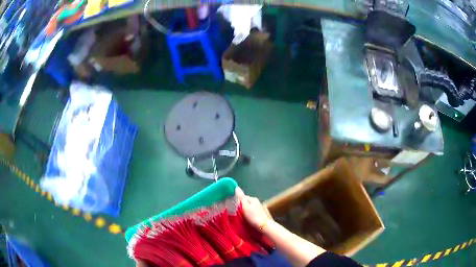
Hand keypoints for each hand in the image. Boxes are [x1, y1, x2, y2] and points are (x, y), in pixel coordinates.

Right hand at [235, 187, 271, 228]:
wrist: (265, 226)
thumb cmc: (254, 217)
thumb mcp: (245, 207)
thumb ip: (241, 197)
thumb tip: (237, 187)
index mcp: (253, 199)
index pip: (243, 197)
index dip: (237, 200)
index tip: (232, 206)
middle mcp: (258, 202)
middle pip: (247, 202)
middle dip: (242, 205)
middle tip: (236, 212)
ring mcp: (261, 208)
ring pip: (251, 207)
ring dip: (246, 210)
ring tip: (242, 216)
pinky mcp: (263, 214)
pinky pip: (254, 212)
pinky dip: (251, 214)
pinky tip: (249, 218)